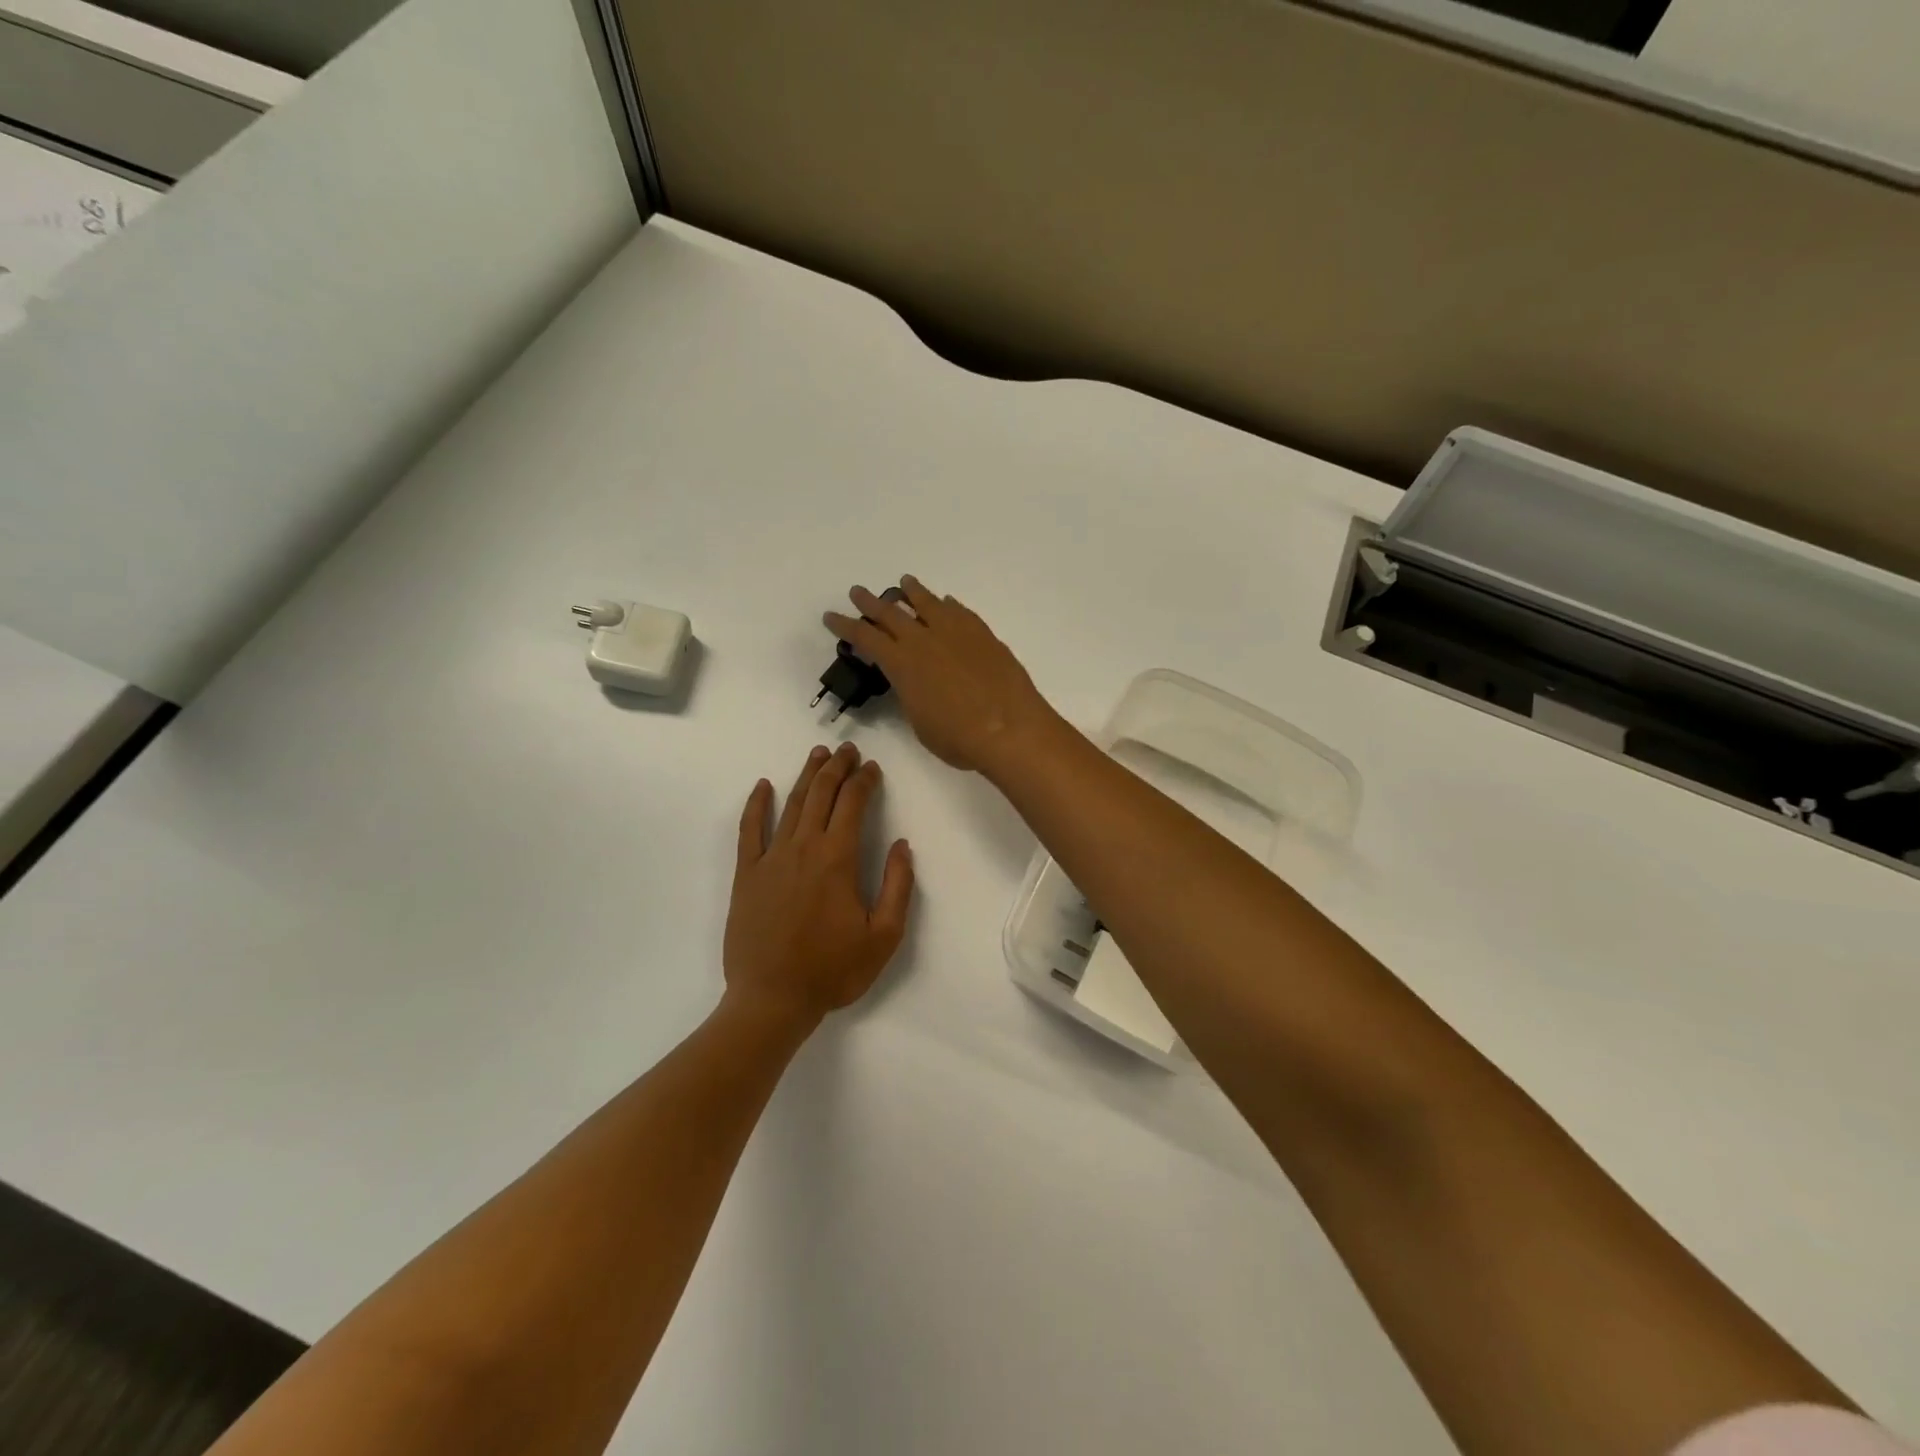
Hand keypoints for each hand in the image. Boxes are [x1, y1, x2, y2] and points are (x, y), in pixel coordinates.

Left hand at [724, 744, 914, 1023]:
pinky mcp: (746, 874)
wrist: (772, 999)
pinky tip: (763, 785)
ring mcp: (770, 859)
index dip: (864, 781)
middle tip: (848, 750)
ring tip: (818, 755)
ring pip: (790, 804)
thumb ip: (897, 886)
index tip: (873, 767)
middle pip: (821, 795)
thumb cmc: (832, 970)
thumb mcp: (884, 936)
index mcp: (837, 859)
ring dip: (806, 776)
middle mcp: (803, 848)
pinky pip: (749, 830)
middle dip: (837, 768)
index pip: (853, 804)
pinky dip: (756, 804)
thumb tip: (901, 845)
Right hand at [824, 576, 1059, 775]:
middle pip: (890, 613)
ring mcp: (956, 632)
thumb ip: (911, 695)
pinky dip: (947, 605)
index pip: (865, 638)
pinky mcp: (983, 634)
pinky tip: (946, 603)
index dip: (845, 626)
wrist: (1010, 729)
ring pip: (927, 603)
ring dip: (911, 592)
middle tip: (857, 592)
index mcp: (902, 664)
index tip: (831, 616)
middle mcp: (924, 640)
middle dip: (870, 602)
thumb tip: (912, 681)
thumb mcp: (920, 722)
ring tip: (903, 583)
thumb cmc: (958, 738)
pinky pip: (959, 612)